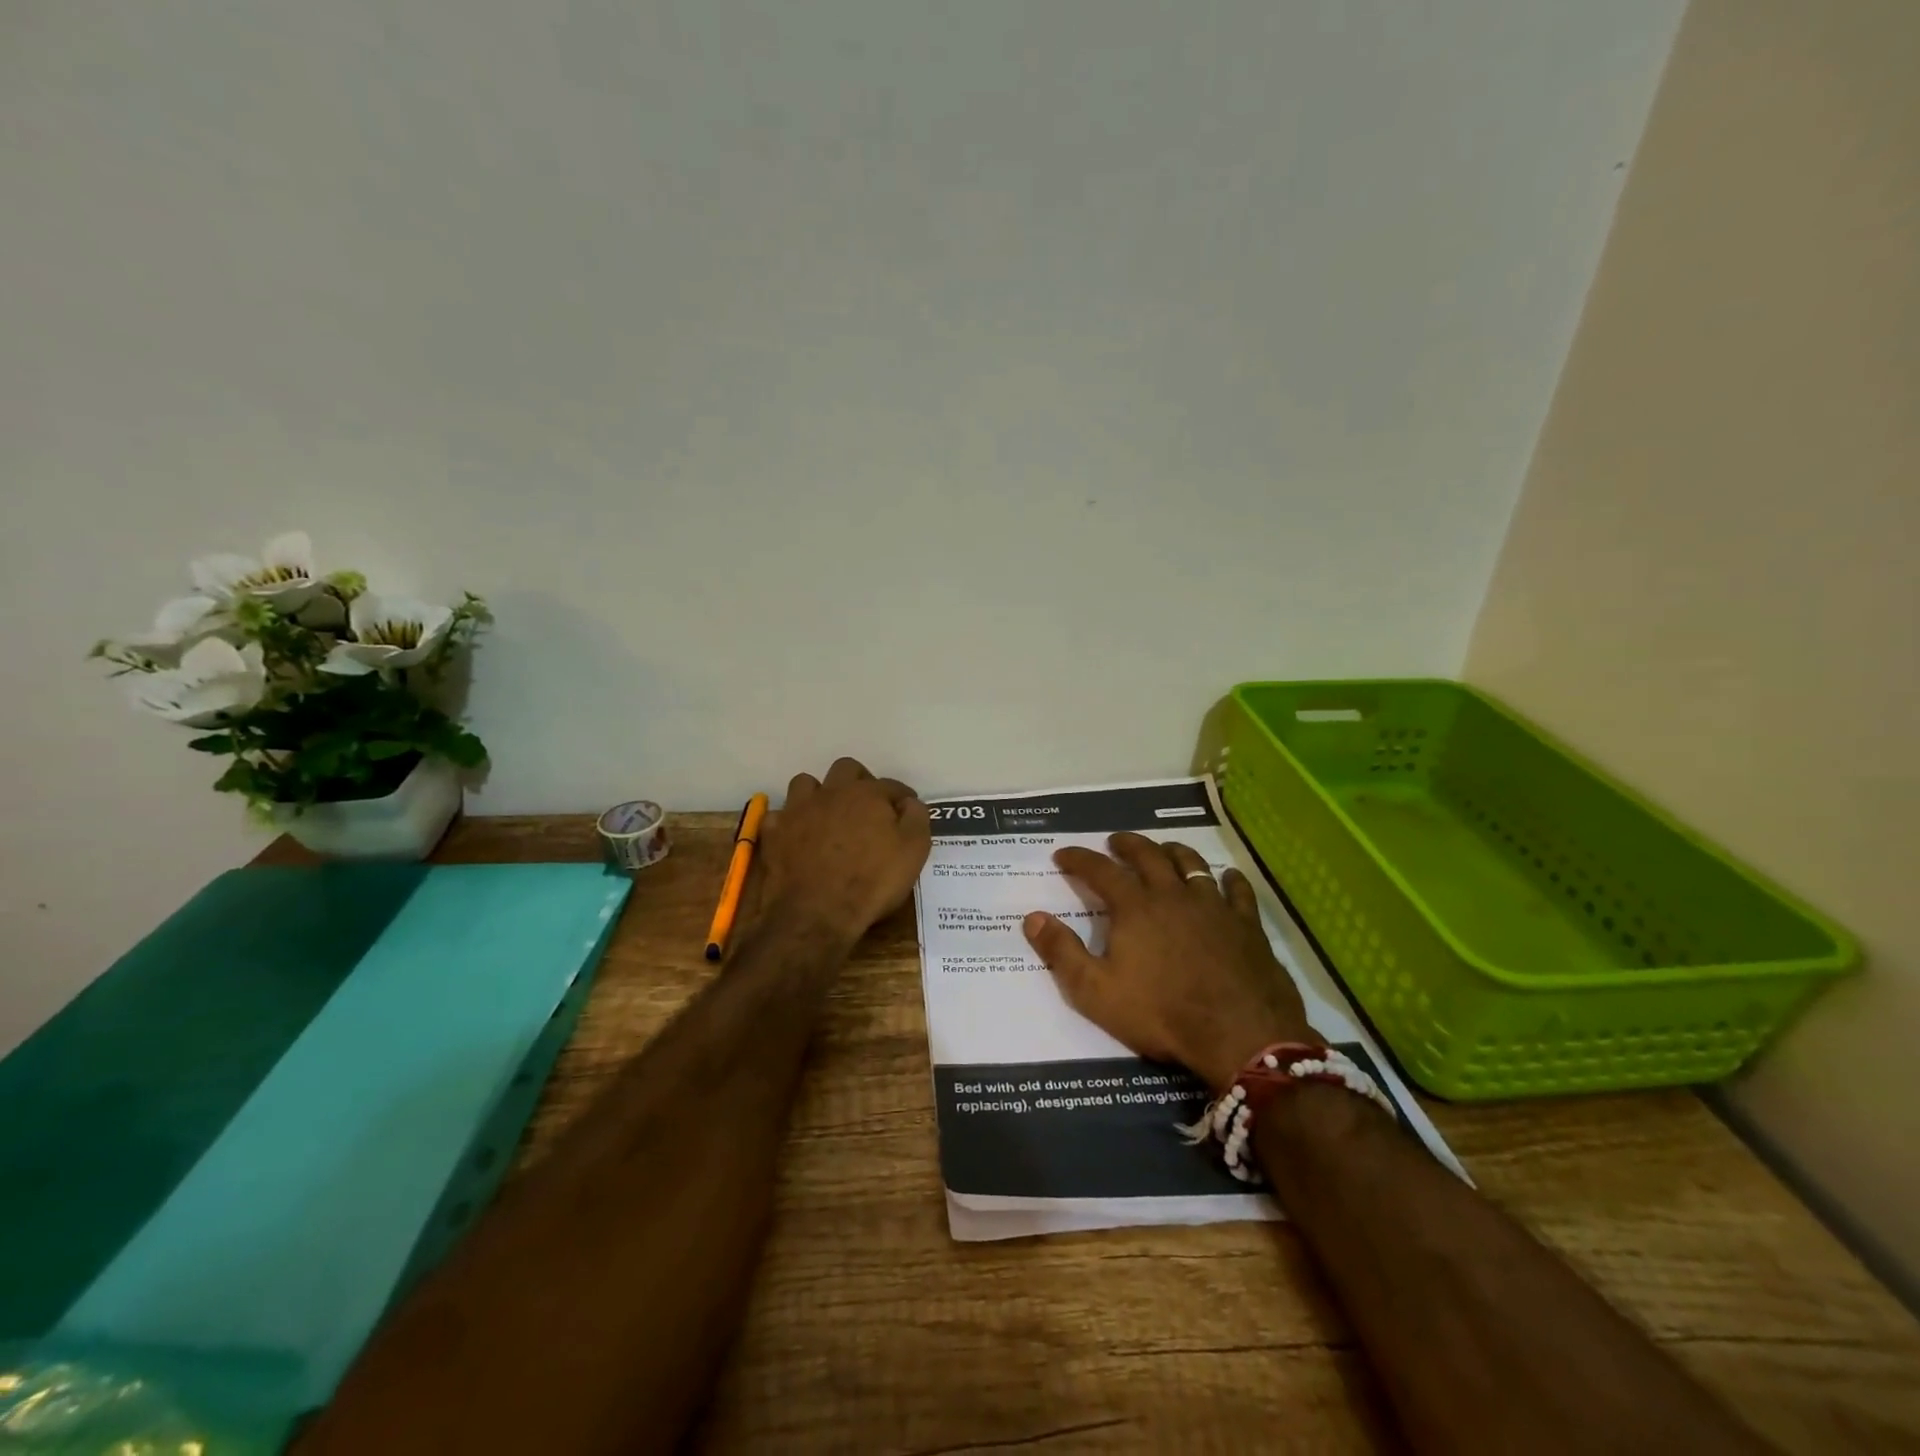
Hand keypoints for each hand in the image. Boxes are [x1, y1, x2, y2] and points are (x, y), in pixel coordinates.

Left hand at [759, 757, 931, 947]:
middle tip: (868, 805)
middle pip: (846, 769)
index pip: (891, 785)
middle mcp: (832, 793)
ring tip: (828, 814)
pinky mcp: (774, 833)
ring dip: (819, 793)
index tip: (907, 809)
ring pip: (806, 783)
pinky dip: (789, 822)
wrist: (816, 914)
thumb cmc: (872, 882)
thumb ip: (916, 819)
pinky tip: (796, 835)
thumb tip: (910, 803)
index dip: (902, 797)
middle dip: (860, 781)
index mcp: (868, 795)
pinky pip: (779, 815)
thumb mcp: (913, 851)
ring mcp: (798, 810)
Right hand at [1023, 833, 1317, 1094]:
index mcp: (1134, 907)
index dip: (1078, 859)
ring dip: (1173, 851)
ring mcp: (1213, 906)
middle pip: (1147, 855)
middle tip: (1115, 841)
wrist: (1239, 1034)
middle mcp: (1172, 894)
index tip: (1062, 854)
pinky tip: (1226, 877)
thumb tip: (1032, 917)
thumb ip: (1061, 952)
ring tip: (1164, 849)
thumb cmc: (1160, 1013)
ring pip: (1191, 863)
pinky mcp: (1246, 924)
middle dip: (1127, 844)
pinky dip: (1229, 879)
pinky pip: (1238, 890)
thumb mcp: (1095, 991)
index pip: (1099, 870)